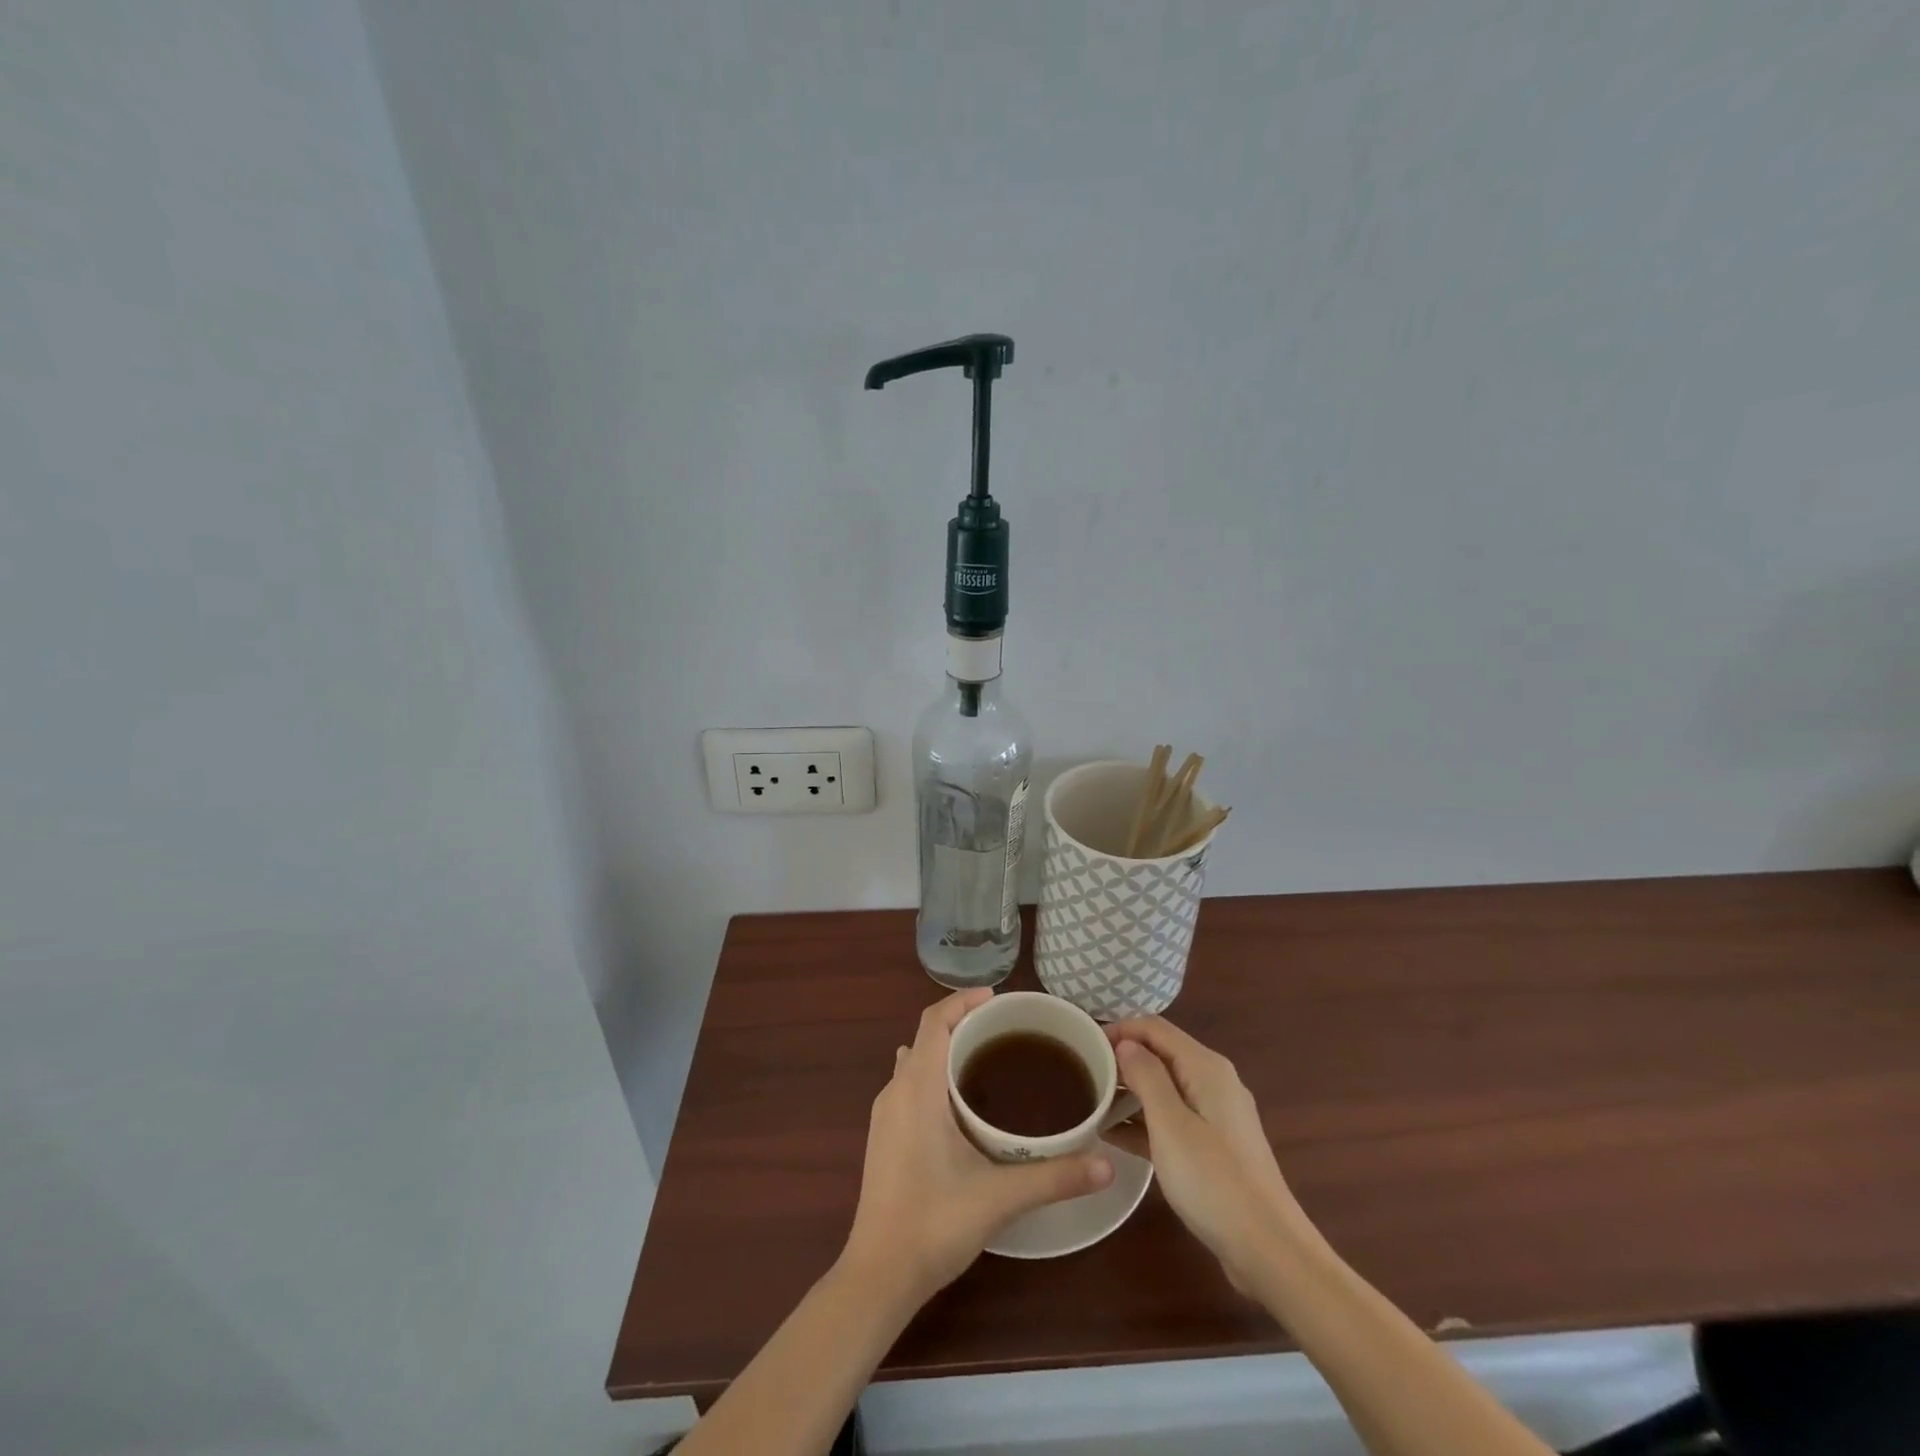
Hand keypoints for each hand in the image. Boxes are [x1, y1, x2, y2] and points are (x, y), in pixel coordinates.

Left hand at [841, 989, 1113, 1305]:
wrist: (878, 1276)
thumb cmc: (933, 1224)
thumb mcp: (999, 1198)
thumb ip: (1054, 1178)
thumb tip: (1107, 1165)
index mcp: (917, 1088)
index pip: (935, 1020)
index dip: (963, 1001)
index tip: (998, 999)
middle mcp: (896, 1090)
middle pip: (926, 1036)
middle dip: (963, 1024)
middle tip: (1007, 1031)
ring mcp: (885, 1115)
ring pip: (916, 1061)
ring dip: (946, 1050)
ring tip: (988, 1060)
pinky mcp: (884, 1136)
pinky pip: (910, 1084)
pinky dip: (934, 1075)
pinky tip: (963, 1105)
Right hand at [1107, 1017, 1313, 1291]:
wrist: (1270, 1251)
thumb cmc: (1214, 1181)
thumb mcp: (1170, 1125)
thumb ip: (1146, 1076)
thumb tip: (1126, 1044)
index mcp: (1206, 1067)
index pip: (1154, 1027)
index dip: (1119, 1029)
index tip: (1084, 1045)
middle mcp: (1214, 1081)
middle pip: (1161, 1054)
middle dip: (1122, 1059)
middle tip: (1084, 1075)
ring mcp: (1217, 1115)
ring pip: (1165, 1087)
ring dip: (1130, 1092)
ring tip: (1092, 1104)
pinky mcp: (1215, 1146)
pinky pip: (1173, 1118)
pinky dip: (1145, 1120)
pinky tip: (1114, 1136)